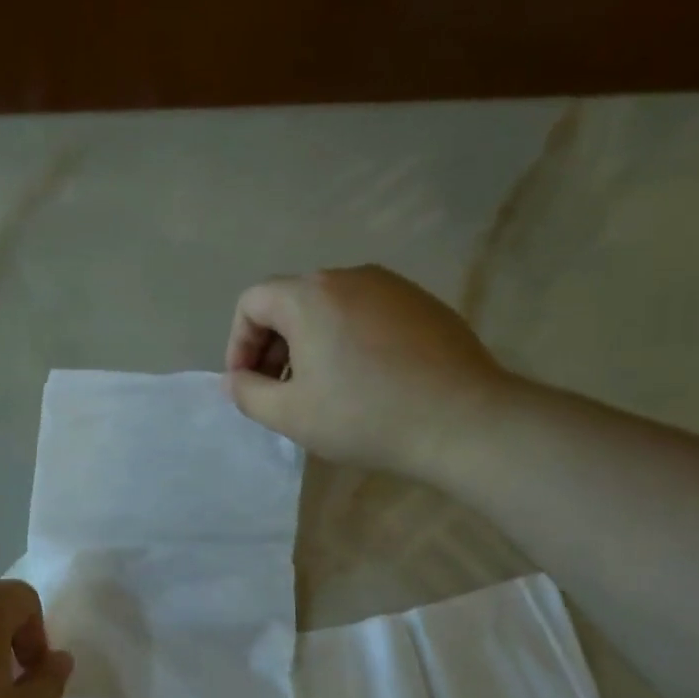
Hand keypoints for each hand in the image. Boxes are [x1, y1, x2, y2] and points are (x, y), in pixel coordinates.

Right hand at [223, 266, 516, 481]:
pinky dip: (347, 340)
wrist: (464, 421)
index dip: (238, 343)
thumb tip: (234, 379)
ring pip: (329, 307)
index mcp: (310, 295)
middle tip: (279, 391)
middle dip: (273, 345)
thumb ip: (247, 393)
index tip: (248, 384)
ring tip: (321, 389)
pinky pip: (366, 313)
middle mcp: (349, 276)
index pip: (252, 301)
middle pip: (290, 301)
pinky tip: (364, 380)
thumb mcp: (290, 414)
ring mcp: (392, 286)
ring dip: (309, 343)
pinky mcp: (423, 303)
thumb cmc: (364, 416)